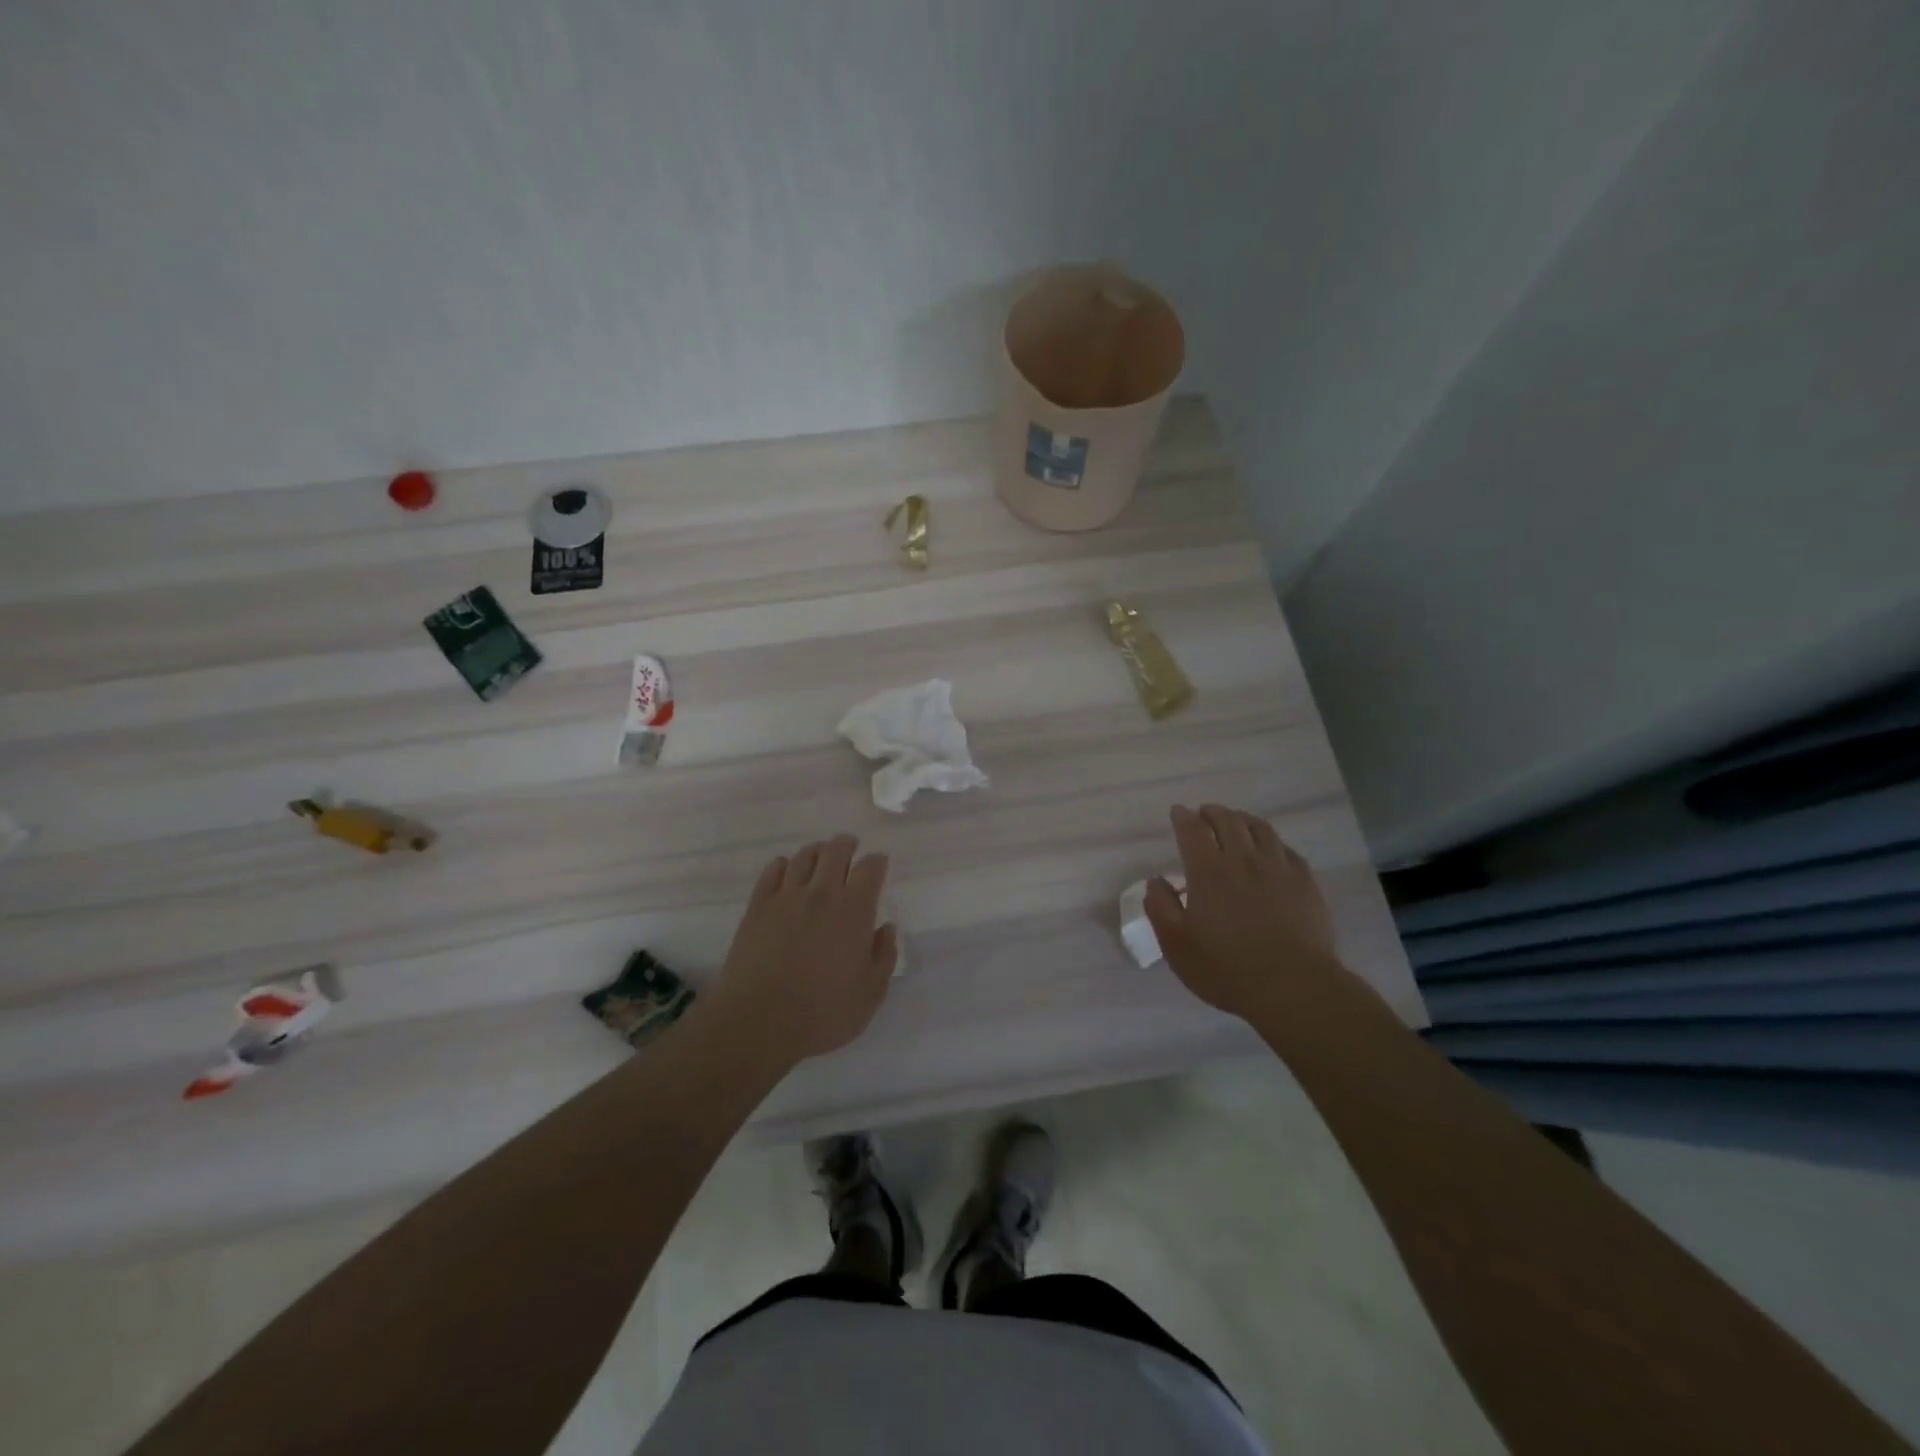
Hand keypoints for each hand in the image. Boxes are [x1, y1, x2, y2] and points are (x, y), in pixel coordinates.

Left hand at [708, 834, 896, 1065]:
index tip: (879, 862)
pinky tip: (785, 869)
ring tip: (820, 855)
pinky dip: (783, 864)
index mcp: (855, 910)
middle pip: (835, 851)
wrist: (759, 1021)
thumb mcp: (870, 993)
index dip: (877, 861)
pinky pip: (772, 872)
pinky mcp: (758, 907)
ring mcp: (786, 897)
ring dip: (816, 851)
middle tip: (850, 846)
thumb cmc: (823, 1012)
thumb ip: (883, 956)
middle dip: (846, 844)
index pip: (870, 869)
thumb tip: (886, 928)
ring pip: (804, 857)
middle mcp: (822, 893)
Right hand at [1145, 803, 1343, 1018]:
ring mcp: (1278, 869)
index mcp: (1208, 872)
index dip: (1183, 817)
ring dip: (1243, 819)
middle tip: (1204, 813)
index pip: (1193, 830)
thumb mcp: (1177, 945)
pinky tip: (1270, 850)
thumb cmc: (1227, 969)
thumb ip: (1161, 907)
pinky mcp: (1305, 883)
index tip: (1178, 812)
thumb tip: (1156, 880)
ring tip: (1236, 823)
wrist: (1294, 988)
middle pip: (1228, 821)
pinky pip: (1287, 849)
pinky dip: (1272, 842)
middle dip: (1212, 812)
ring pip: (1260, 829)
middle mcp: (1243, 860)